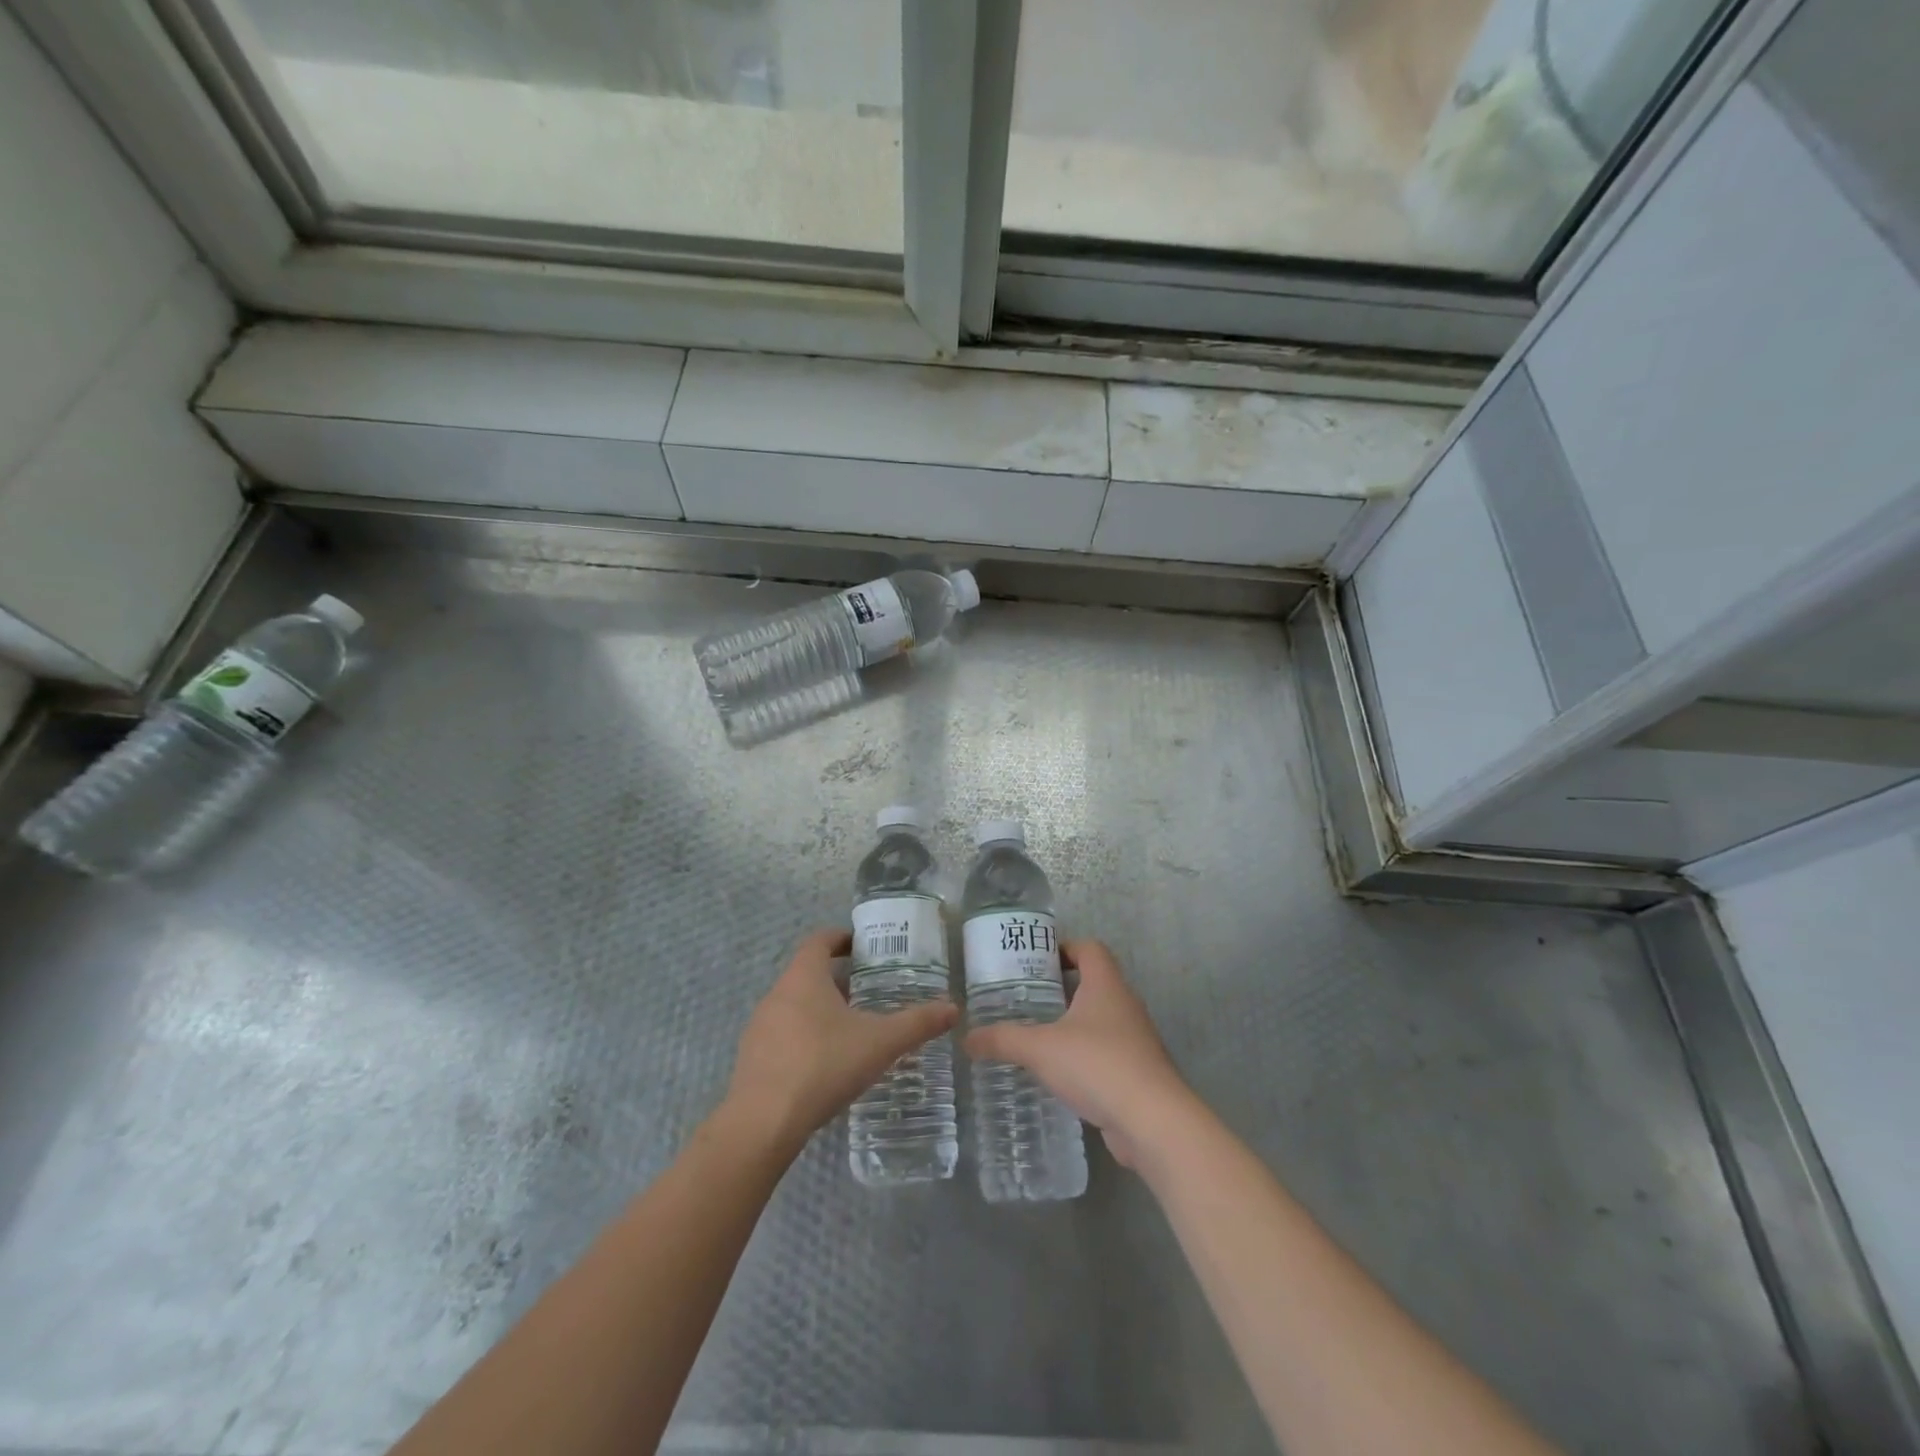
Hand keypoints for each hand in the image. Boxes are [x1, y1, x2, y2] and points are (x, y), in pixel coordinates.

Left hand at [725, 929, 958, 1154]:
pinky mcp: (751, 1057)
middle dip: (837, 979)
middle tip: (868, 992)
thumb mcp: (880, 1043)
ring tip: (851, 1029)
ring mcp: (759, 1026)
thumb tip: (953, 1008)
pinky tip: (824, 1064)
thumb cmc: (824, 1066)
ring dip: (820, 1009)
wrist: (763, 1123)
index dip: (841, 938)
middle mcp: (777, 993)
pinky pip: (782, 1034)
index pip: (819, 940)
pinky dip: (804, 1037)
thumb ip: (917, 1023)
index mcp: (804, 977)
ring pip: (794, 1004)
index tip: (863, 947)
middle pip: (807, 973)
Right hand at [963, 939, 1193, 1167]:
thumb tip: (966, 1038)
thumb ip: (1003, 1040)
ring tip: (1036, 1036)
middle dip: (1060, 989)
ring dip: (1072, 1024)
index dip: (1064, 948)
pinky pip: (1106, 1052)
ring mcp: (1135, 1039)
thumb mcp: (1040, 1049)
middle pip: (1093, 982)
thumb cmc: (1097, 1065)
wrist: (1153, 1122)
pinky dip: (1084, 1056)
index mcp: (1106, 985)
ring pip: (1100, 1019)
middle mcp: (1124, 1004)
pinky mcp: (1138, 1072)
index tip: (1035, 961)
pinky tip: (1059, 1074)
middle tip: (1025, 999)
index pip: (1089, 948)